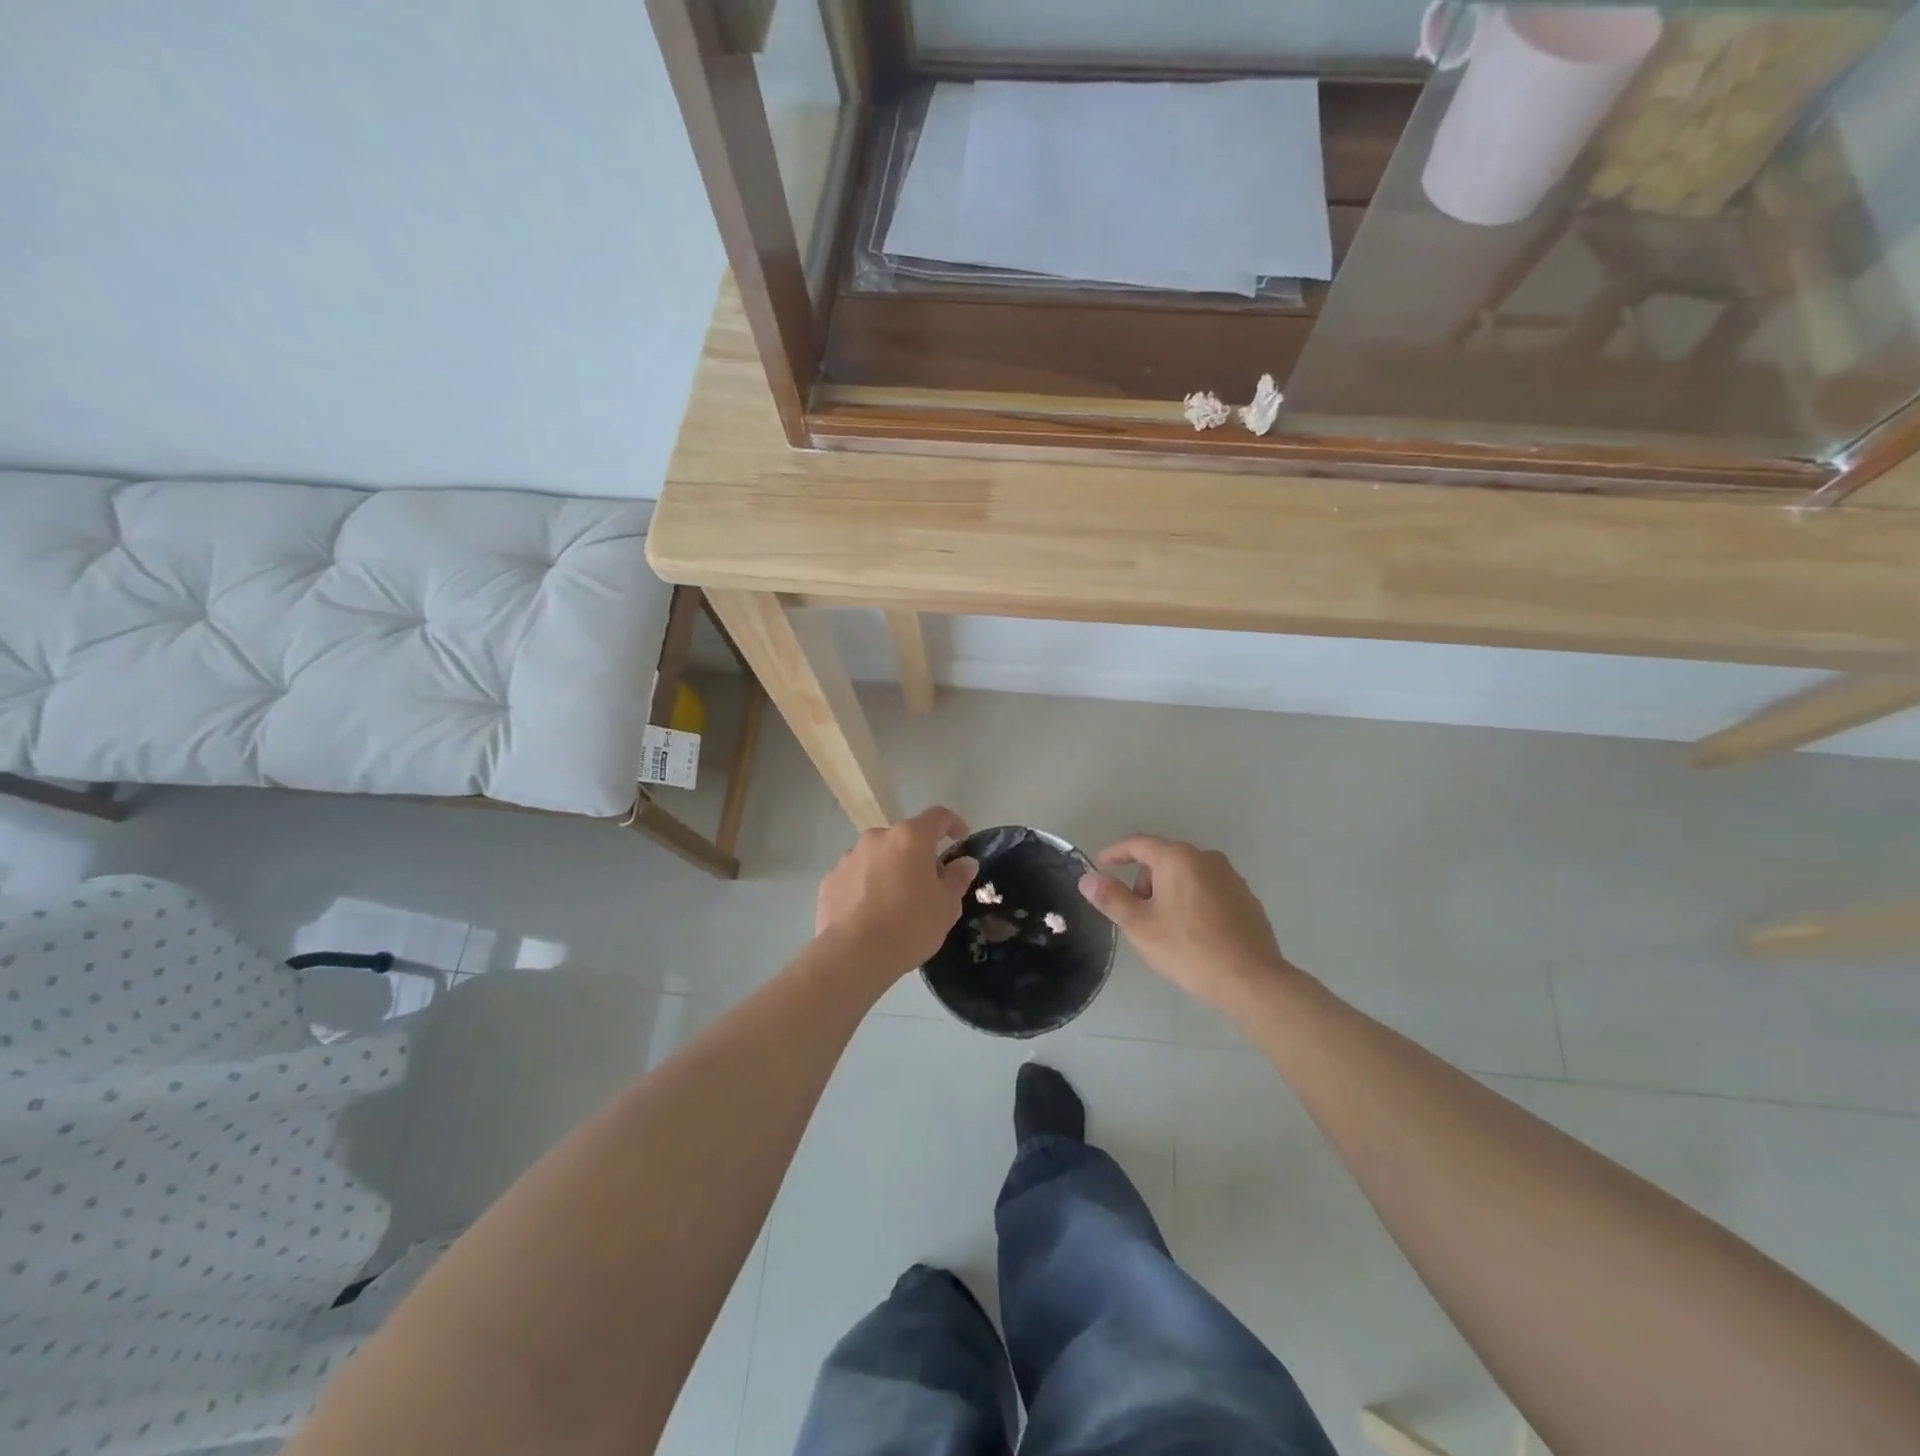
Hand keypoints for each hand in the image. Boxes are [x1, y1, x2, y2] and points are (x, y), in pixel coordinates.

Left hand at [815, 807, 978, 983]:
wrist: (853, 955)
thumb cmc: (910, 926)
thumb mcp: (947, 906)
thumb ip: (958, 878)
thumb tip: (965, 862)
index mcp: (910, 838)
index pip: (938, 816)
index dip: (953, 824)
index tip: (960, 839)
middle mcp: (877, 838)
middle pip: (905, 838)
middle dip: (919, 854)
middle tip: (928, 883)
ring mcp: (849, 857)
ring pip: (878, 856)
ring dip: (890, 869)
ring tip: (895, 901)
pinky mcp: (830, 879)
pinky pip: (856, 875)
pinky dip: (866, 885)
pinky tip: (870, 912)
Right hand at [1077, 836, 1291, 1008]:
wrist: (1250, 980)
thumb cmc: (1187, 948)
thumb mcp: (1138, 925)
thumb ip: (1111, 898)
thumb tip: (1088, 879)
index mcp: (1177, 858)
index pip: (1138, 844)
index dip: (1115, 853)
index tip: (1101, 866)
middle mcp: (1206, 858)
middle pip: (1164, 860)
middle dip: (1144, 881)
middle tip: (1136, 914)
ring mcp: (1231, 878)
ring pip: (1187, 875)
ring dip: (1169, 892)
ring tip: (1165, 928)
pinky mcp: (1246, 899)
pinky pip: (1209, 891)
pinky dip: (1193, 902)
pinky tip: (1194, 934)